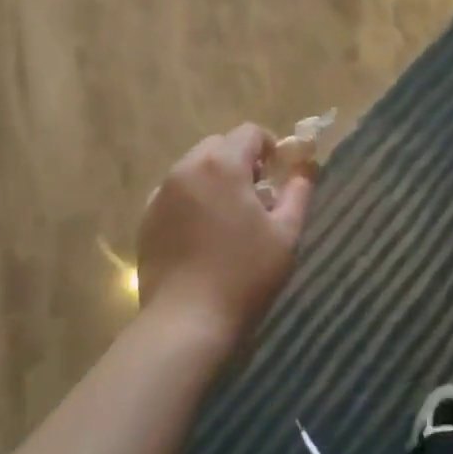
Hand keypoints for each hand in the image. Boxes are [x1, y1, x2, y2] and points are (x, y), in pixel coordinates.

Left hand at [136, 124, 312, 352]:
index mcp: (222, 165)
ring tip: (229, 217)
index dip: (270, 147)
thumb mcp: (285, 233)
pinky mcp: (146, 219)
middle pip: (218, 146)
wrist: (187, 321)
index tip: (279, 175)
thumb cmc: (245, 274)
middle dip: (240, 160)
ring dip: (215, 179)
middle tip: (257, 196)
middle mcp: (186, 169)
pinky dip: (192, 199)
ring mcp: (161, 194)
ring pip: (193, 168)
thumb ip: (298, 192)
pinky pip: (174, 193)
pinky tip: (203, 234)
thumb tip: (306, 168)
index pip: (249, 132)